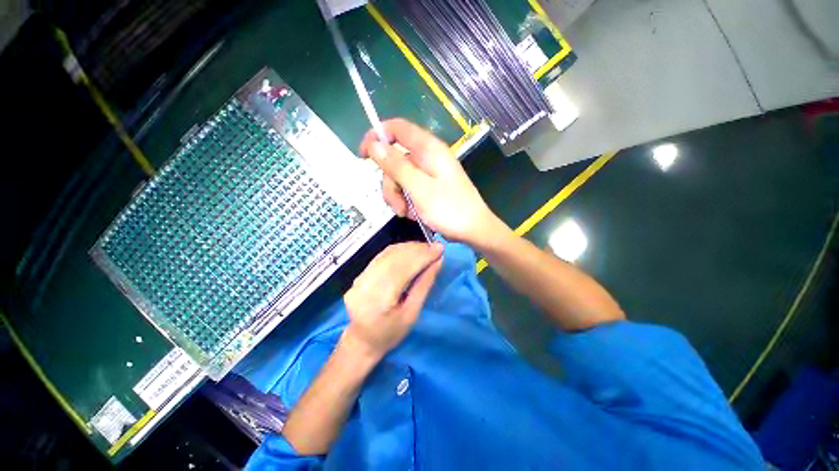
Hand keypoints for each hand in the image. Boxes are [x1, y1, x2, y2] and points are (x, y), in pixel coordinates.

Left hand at [343, 242, 443, 356]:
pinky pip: (381, 256)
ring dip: (409, 248)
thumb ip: (424, 285)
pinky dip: (398, 250)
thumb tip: (437, 262)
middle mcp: (366, 283)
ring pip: (387, 253)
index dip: (423, 256)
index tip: (440, 249)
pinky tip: (410, 251)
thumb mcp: (412, 313)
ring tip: (425, 248)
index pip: (404, 268)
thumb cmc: (390, 333)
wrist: (362, 341)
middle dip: (417, 250)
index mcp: (380, 298)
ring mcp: (360, 278)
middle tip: (435, 248)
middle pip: (395, 257)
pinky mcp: (359, 274)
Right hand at [359, 119, 503, 246]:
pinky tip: (414, 214)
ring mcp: (429, 173)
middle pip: (395, 159)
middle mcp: (428, 157)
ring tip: (407, 213)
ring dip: (398, 196)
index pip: (397, 128)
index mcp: (428, 149)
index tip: (363, 156)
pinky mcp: (430, 186)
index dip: (376, 136)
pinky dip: (407, 201)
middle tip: (397, 205)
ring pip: (400, 177)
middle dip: (390, 183)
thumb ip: (396, 165)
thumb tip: (374, 144)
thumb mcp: (418, 188)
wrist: (474, 230)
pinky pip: (409, 188)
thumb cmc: (449, 209)